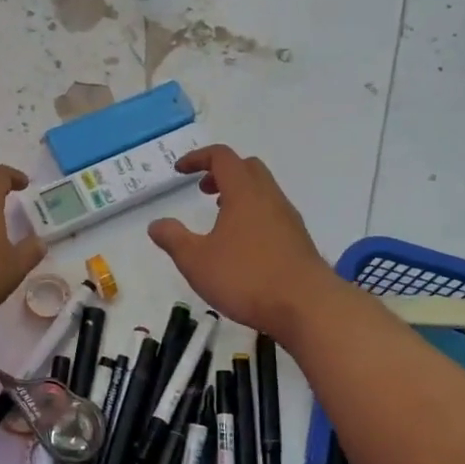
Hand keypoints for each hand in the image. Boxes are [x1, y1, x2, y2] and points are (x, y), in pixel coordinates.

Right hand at [148, 146, 335, 339]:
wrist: (307, 306)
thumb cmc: (247, 278)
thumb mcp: (197, 261)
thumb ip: (174, 239)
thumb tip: (156, 224)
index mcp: (244, 193)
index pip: (222, 157)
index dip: (198, 157)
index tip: (180, 170)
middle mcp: (269, 197)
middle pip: (247, 168)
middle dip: (222, 172)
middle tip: (203, 190)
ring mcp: (288, 218)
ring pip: (263, 191)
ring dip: (239, 195)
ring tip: (220, 219)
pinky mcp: (299, 240)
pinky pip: (273, 213)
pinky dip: (254, 215)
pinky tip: (243, 245)